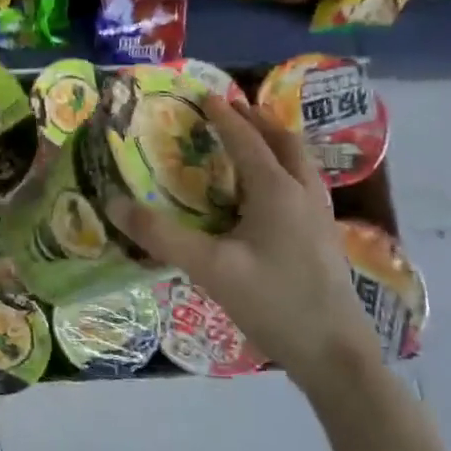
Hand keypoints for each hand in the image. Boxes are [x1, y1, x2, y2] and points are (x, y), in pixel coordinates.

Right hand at [109, 93, 378, 392]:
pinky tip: (270, 192)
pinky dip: (285, 168)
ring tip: (253, 140)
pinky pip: (305, 184)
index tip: (204, 95)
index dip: (224, 116)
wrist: (335, 355)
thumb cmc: (273, 303)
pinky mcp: (324, 238)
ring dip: (276, 142)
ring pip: (301, 162)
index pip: (246, 140)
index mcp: (277, 191)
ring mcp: (320, 216)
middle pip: (285, 142)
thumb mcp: (210, 268)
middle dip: (258, 120)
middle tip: (232, 109)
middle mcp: (303, 194)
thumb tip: (114, 204)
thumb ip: (161, 236)